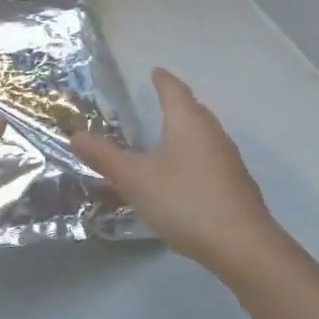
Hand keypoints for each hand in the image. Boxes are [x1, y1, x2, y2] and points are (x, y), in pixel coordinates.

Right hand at [71, 69, 284, 273]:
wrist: (243, 247)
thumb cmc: (185, 201)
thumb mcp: (135, 179)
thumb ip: (104, 157)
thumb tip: (75, 135)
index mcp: (188, 123)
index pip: (174, 90)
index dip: (163, 80)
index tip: (155, 72)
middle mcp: (212, 133)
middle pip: (194, 109)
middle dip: (177, 102)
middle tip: (159, 100)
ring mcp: (229, 160)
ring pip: (205, 134)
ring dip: (187, 129)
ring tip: (168, 135)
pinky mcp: (237, 185)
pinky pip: (212, 157)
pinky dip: (196, 155)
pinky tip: (185, 174)